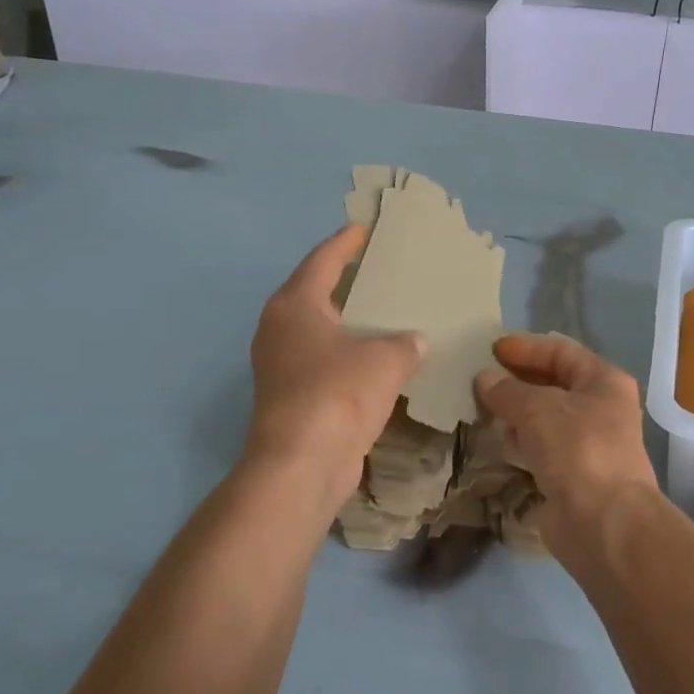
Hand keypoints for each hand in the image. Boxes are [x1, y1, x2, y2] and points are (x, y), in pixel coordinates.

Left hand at [246, 225, 424, 505]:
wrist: (302, 463)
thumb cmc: (339, 393)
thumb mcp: (385, 359)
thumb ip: (405, 343)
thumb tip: (414, 342)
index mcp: (295, 305)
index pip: (322, 260)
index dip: (345, 243)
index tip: (363, 229)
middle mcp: (279, 330)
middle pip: (315, 293)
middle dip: (345, 282)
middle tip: (378, 270)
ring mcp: (280, 366)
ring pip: (319, 332)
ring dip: (348, 324)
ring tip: (383, 314)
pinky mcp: (291, 398)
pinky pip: (324, 363)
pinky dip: (348, 356)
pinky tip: (377, 361)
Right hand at [475, 335, 658, 527]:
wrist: (603, 522)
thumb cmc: (577, 448)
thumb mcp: (537, 408)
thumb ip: (507, 390)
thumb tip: (485, 379)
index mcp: (604, 381)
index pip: (561, 352)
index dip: (526, 348)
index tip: (491, 349)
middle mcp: (601, 408)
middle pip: (555, 384)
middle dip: (518, 380)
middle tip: (480, 378)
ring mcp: (589, 444)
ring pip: (547, 418)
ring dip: (517, 412)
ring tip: (482, 408)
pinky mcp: (574, 475)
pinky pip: (543, 448)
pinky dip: (521, 442)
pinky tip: (499, 441)